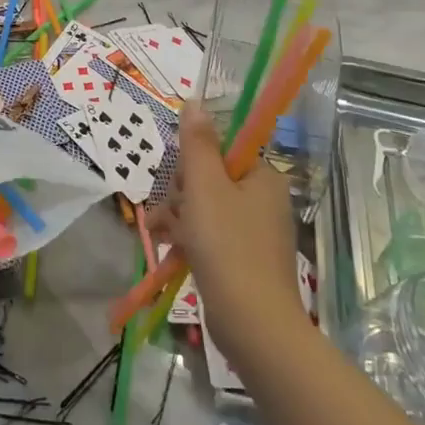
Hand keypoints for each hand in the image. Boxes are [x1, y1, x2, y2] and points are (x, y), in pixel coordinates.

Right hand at [151, 103, 301, 363]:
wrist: (253, 324)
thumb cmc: (228, 246)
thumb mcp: (205, 187)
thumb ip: (197, 144)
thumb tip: (194, 100)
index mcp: (262, 177)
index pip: (222, 151)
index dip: (194, 163)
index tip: (180, 183)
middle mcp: (264, 200)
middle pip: (211, 178)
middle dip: (181, 193)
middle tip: (169, 211)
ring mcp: (256, 232)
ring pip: (206, 208)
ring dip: (179, 215)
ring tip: (160, 232)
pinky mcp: (245, 260)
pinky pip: (211, 235)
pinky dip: (190, 237)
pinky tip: (170, 247)